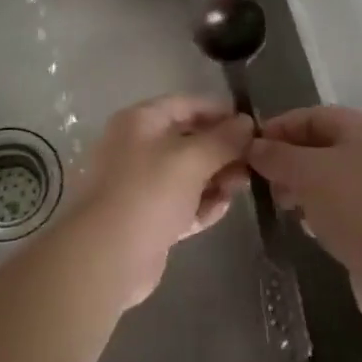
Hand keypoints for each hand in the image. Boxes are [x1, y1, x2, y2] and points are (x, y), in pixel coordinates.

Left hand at [70, 95, 253, 307]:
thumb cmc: (149, 192)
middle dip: (222, 150)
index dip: (219, 111)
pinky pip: (181, 203)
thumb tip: (246, 123)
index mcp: (140, 122)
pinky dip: (201, 204)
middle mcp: (137, 147)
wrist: (107, 256)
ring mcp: (140, 185)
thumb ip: (223, 139)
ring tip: (242, 186)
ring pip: (187, 174)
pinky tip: (223, 209)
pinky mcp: (147, 218)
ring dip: (215, 178)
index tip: (251, 125)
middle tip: (253, 161)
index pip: (186, 105)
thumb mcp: (192, 159)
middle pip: (188, 140)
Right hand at [247, 106, 361, 322]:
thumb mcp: (309, 174)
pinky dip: (321, 210)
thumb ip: (277, 156)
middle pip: (322, 146)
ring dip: (302, 188)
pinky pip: (343, 205)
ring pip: (331, 178)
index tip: (249, 149)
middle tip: (263, 182)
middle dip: (289, 161)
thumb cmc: (358, 208)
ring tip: (283, 206)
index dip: (279, 128)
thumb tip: (253, 147)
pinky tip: (308, 226)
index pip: (314, 116)